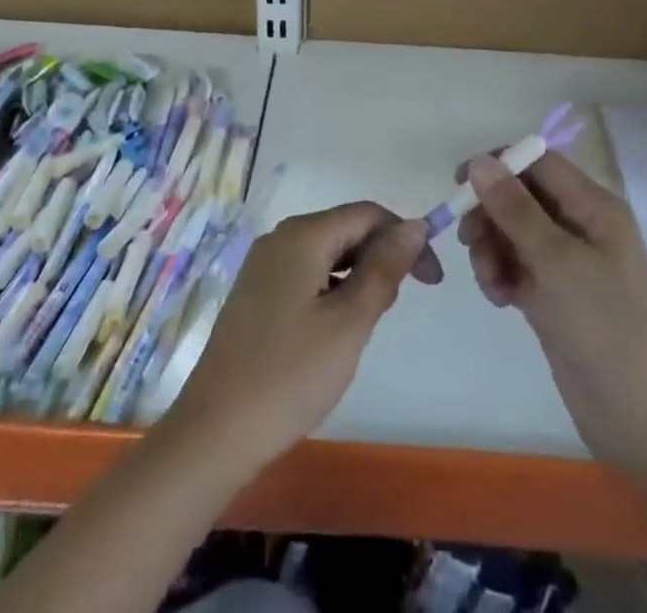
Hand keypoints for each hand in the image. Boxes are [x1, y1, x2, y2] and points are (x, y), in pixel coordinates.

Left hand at [167, 203, 441, 474]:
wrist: (214, 432)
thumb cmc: (290, 375)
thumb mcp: (350, 322)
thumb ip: (384, 268)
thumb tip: (414, 225)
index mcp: (303, 235)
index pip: (368, 214)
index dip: (405, 238)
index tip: (432, 280)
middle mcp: (280, 238)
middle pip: (346, 229)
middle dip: (381, 257)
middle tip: (396, 308)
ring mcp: (263, 265)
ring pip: (327, 253)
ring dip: (357, 275)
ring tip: (368, 322)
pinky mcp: (255, 293)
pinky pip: (306, 273)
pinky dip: (332, 289)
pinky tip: (335, 328)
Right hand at [459, 152, 646, 482]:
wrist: (642, 422)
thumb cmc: (607, 327)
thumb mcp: (558, 262)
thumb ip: (516, 210)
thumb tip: (480, 161)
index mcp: (594, 207)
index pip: (539, 162)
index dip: (499, 164)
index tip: (460, 184)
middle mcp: (580, 226)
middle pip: (521, 197)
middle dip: (491, 214)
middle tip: (469, 240)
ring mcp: (566, 264)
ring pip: (513, 233)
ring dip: (492, 249)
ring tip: (491, 281)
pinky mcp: (553, 296)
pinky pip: (515, 267)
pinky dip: (500, 275)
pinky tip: (501, 300)